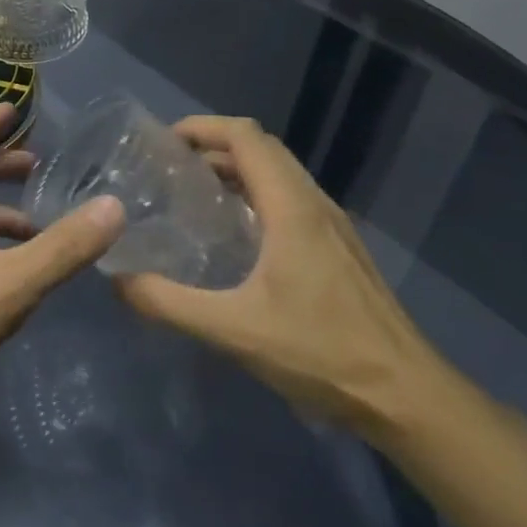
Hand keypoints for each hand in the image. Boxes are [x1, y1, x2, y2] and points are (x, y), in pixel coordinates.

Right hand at [113, 116, 448, 439]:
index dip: (203, 127)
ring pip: (280, 173)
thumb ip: (169, 303)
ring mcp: (333, 226)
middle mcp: (315, 203)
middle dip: (214, 145)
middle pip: (262, 148)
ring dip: (237, 168)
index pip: (246, 136)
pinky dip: (256, 193)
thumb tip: (118, 279)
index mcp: (291, 208)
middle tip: (170, 166)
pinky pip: (292, 198)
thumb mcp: (233, 330)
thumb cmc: (322, 353)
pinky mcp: (340, 248)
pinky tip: (236, 234)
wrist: (408, 398)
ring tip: (194, 192)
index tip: (164, 142)